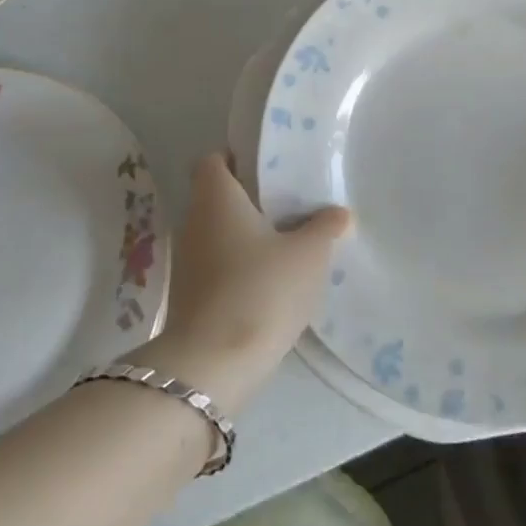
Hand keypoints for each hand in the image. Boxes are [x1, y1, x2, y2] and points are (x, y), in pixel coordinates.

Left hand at [130, 153, 350, 417]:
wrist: (211, 366)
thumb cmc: (261, 289)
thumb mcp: (308, 255)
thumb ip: (324, 228)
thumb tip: (338, 212)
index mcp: (216, 197)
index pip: (213, 161)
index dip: (236, 159)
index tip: (267, 169)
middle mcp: (193, 221)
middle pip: (217, 198)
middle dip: (249, 201)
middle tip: (288, 206)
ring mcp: (186, 261)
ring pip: (217, 234)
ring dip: (244, 238)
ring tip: (284, 245)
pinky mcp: (188, 297)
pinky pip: (215, 267)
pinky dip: (237, 269)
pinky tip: (268, 283)